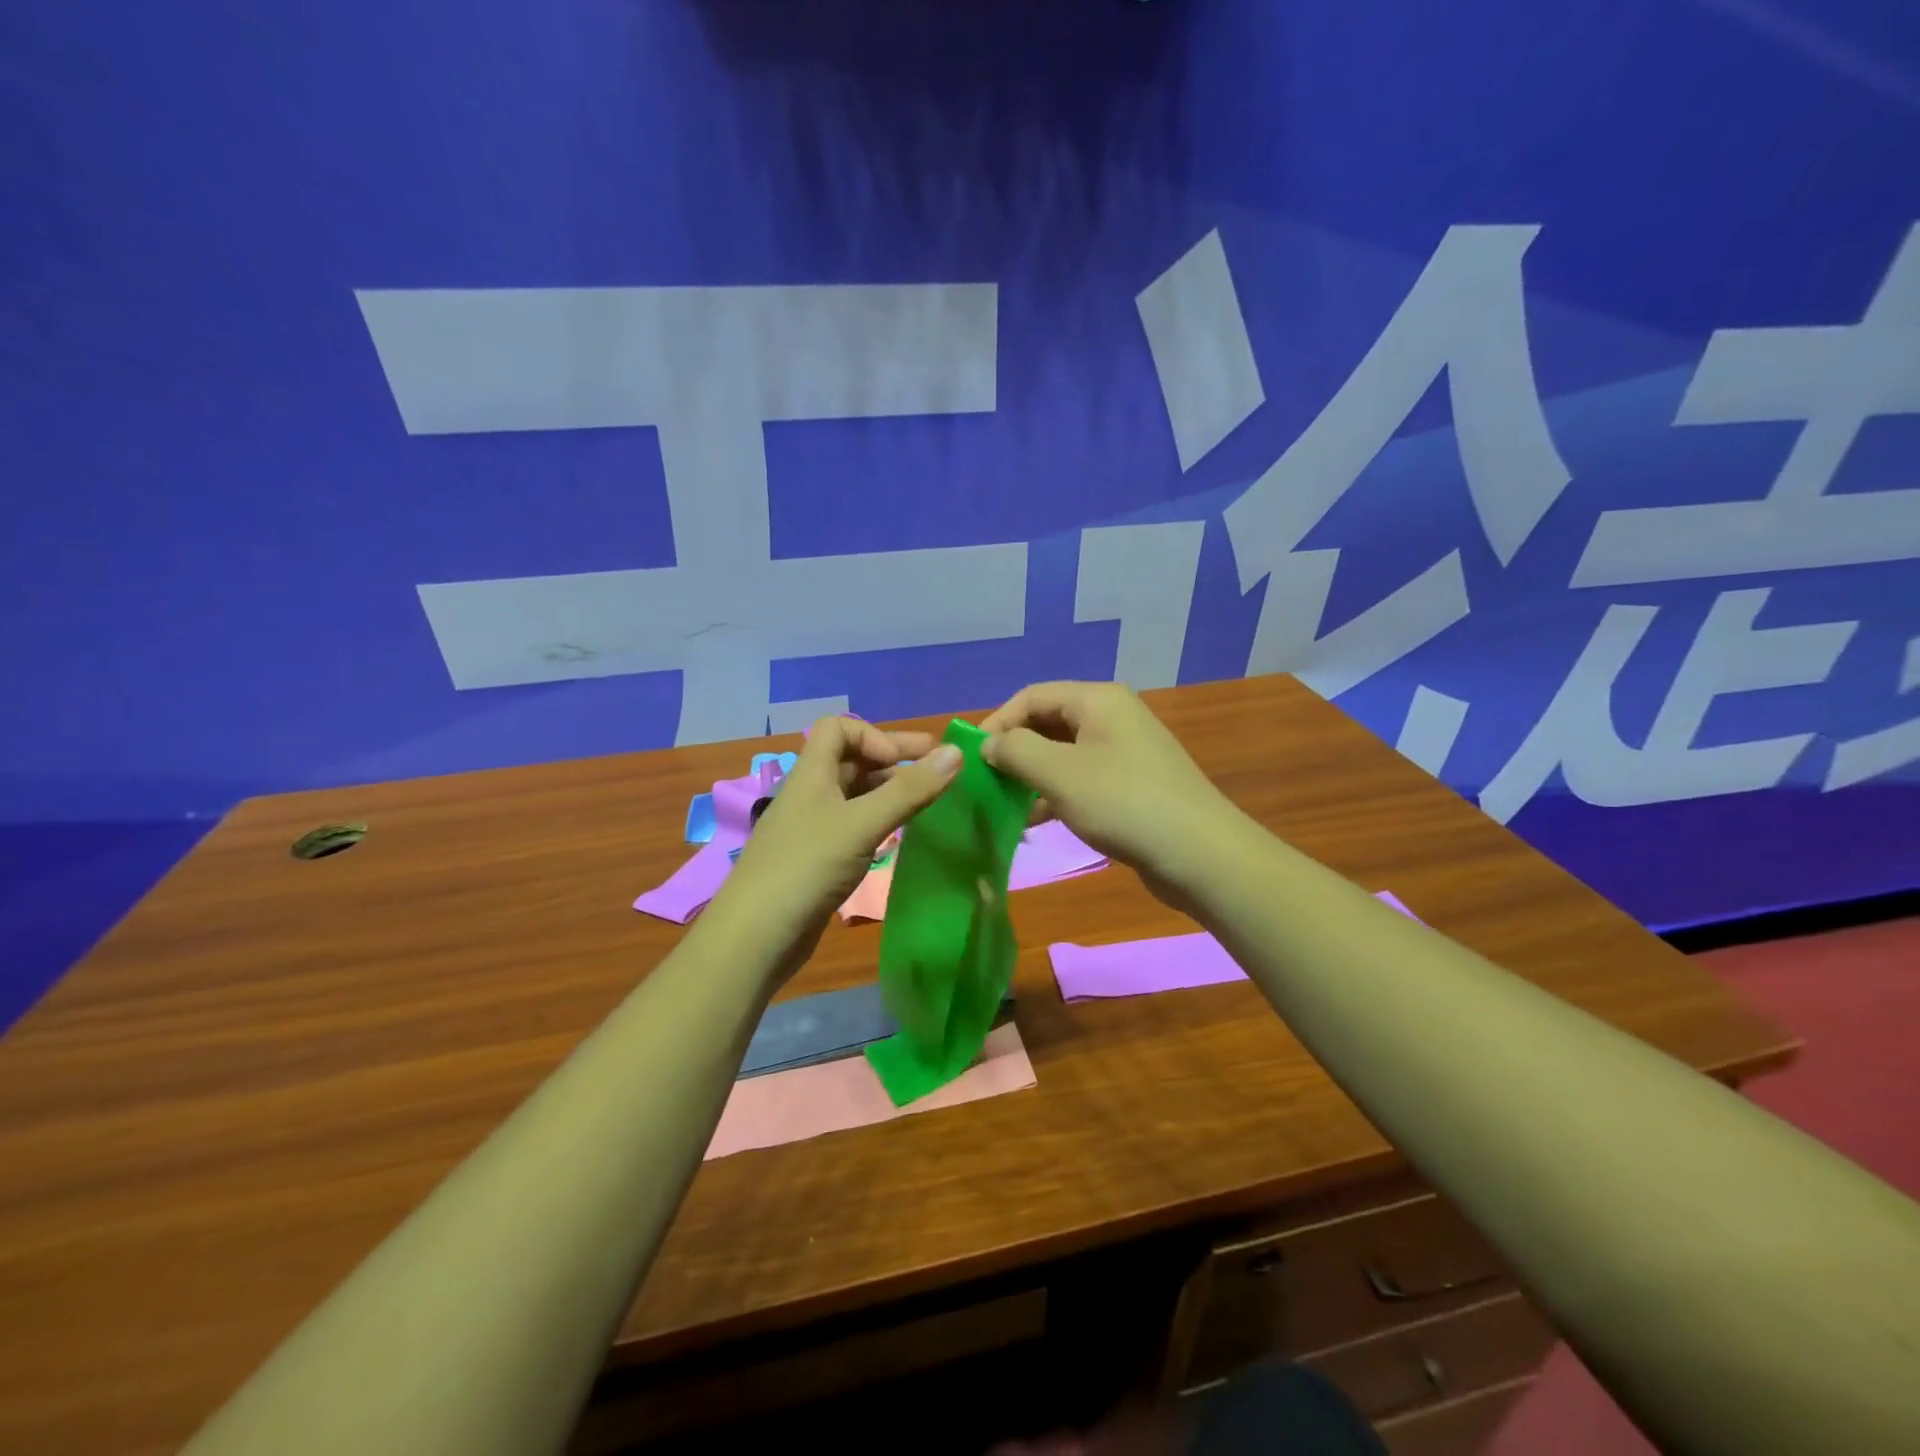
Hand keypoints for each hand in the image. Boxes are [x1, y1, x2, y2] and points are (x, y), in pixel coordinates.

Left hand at [706, 718, 961, 973]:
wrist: (755, 938)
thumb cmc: (807, 868)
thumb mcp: (862, 824)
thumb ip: (910, 790)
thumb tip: (957, 752)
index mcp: (811, 774)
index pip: (839, 728)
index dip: (874, 736)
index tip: (905, 763)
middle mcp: (810, 794)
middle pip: (852, 760)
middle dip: (895, 761)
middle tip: (941, 770)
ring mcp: (812, 828)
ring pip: (855, 796)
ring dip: (890, 792)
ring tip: (927, 804)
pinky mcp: (817, 860)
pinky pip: (854, 826)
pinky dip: (879, 822)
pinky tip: (899, 838)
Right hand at [980, 681, 1241, 905]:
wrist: (1199, 854)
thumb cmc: (1123, 803)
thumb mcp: (1059, 774)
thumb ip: (1016, 751)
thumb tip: (990, 744)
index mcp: (1098, 700)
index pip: (1032, 696)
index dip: (998, 722)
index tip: (972, 757)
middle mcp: (1112, 717)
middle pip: (1048, 723)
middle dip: (1014, 750)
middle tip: (986, 781)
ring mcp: (1124, 752)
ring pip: (1063, 754)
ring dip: (1032, 776)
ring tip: (1004, 804)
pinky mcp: (1131, 785)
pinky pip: (1081, 779)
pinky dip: (1055, 794)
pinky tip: (1035, 821)